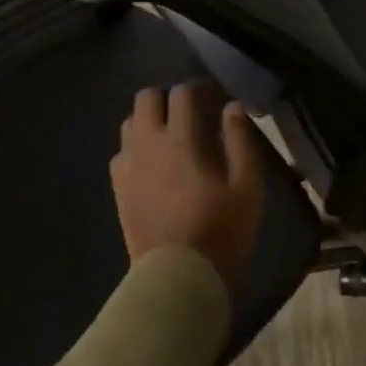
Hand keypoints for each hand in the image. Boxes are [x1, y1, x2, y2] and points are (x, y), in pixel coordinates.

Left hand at [110, 83, 264, 291]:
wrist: (178, 277)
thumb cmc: (222, 230)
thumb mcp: (247, 186)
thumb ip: (240, 141)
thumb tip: (232, 107)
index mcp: (181, 140)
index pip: (182, 93)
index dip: (199, 88)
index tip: (215, 98)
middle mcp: (148, 144)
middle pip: (146, 98)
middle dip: (167, 98)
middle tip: (190, 114)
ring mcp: (128, 167)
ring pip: (129, 123)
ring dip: (149, 121)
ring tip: (171, 137)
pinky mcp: (119, 189)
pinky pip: (121, 152)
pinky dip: (136, 148)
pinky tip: (154, 165)